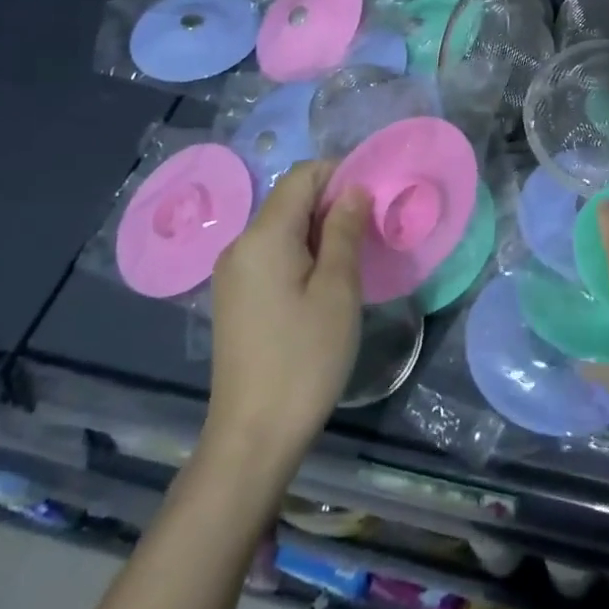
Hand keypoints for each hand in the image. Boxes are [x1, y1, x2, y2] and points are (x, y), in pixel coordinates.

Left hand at [204, 161, 369, 473]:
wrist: (253, 435)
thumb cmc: (305, 358)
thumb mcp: (338, 290)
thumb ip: (345, 231)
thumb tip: (353, 189)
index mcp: (263, 236)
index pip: (302, 176)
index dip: (340, 174)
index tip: (375, 196)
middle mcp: (240, 244)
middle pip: (290, 200)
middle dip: (332, 203)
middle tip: (372, 229)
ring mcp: (233, 272)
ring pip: (282, 228)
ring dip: (320, 230)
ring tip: (354, 257)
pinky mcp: (235, 296)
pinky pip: (271, 254)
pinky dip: (301, 252)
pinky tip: (325, 282)